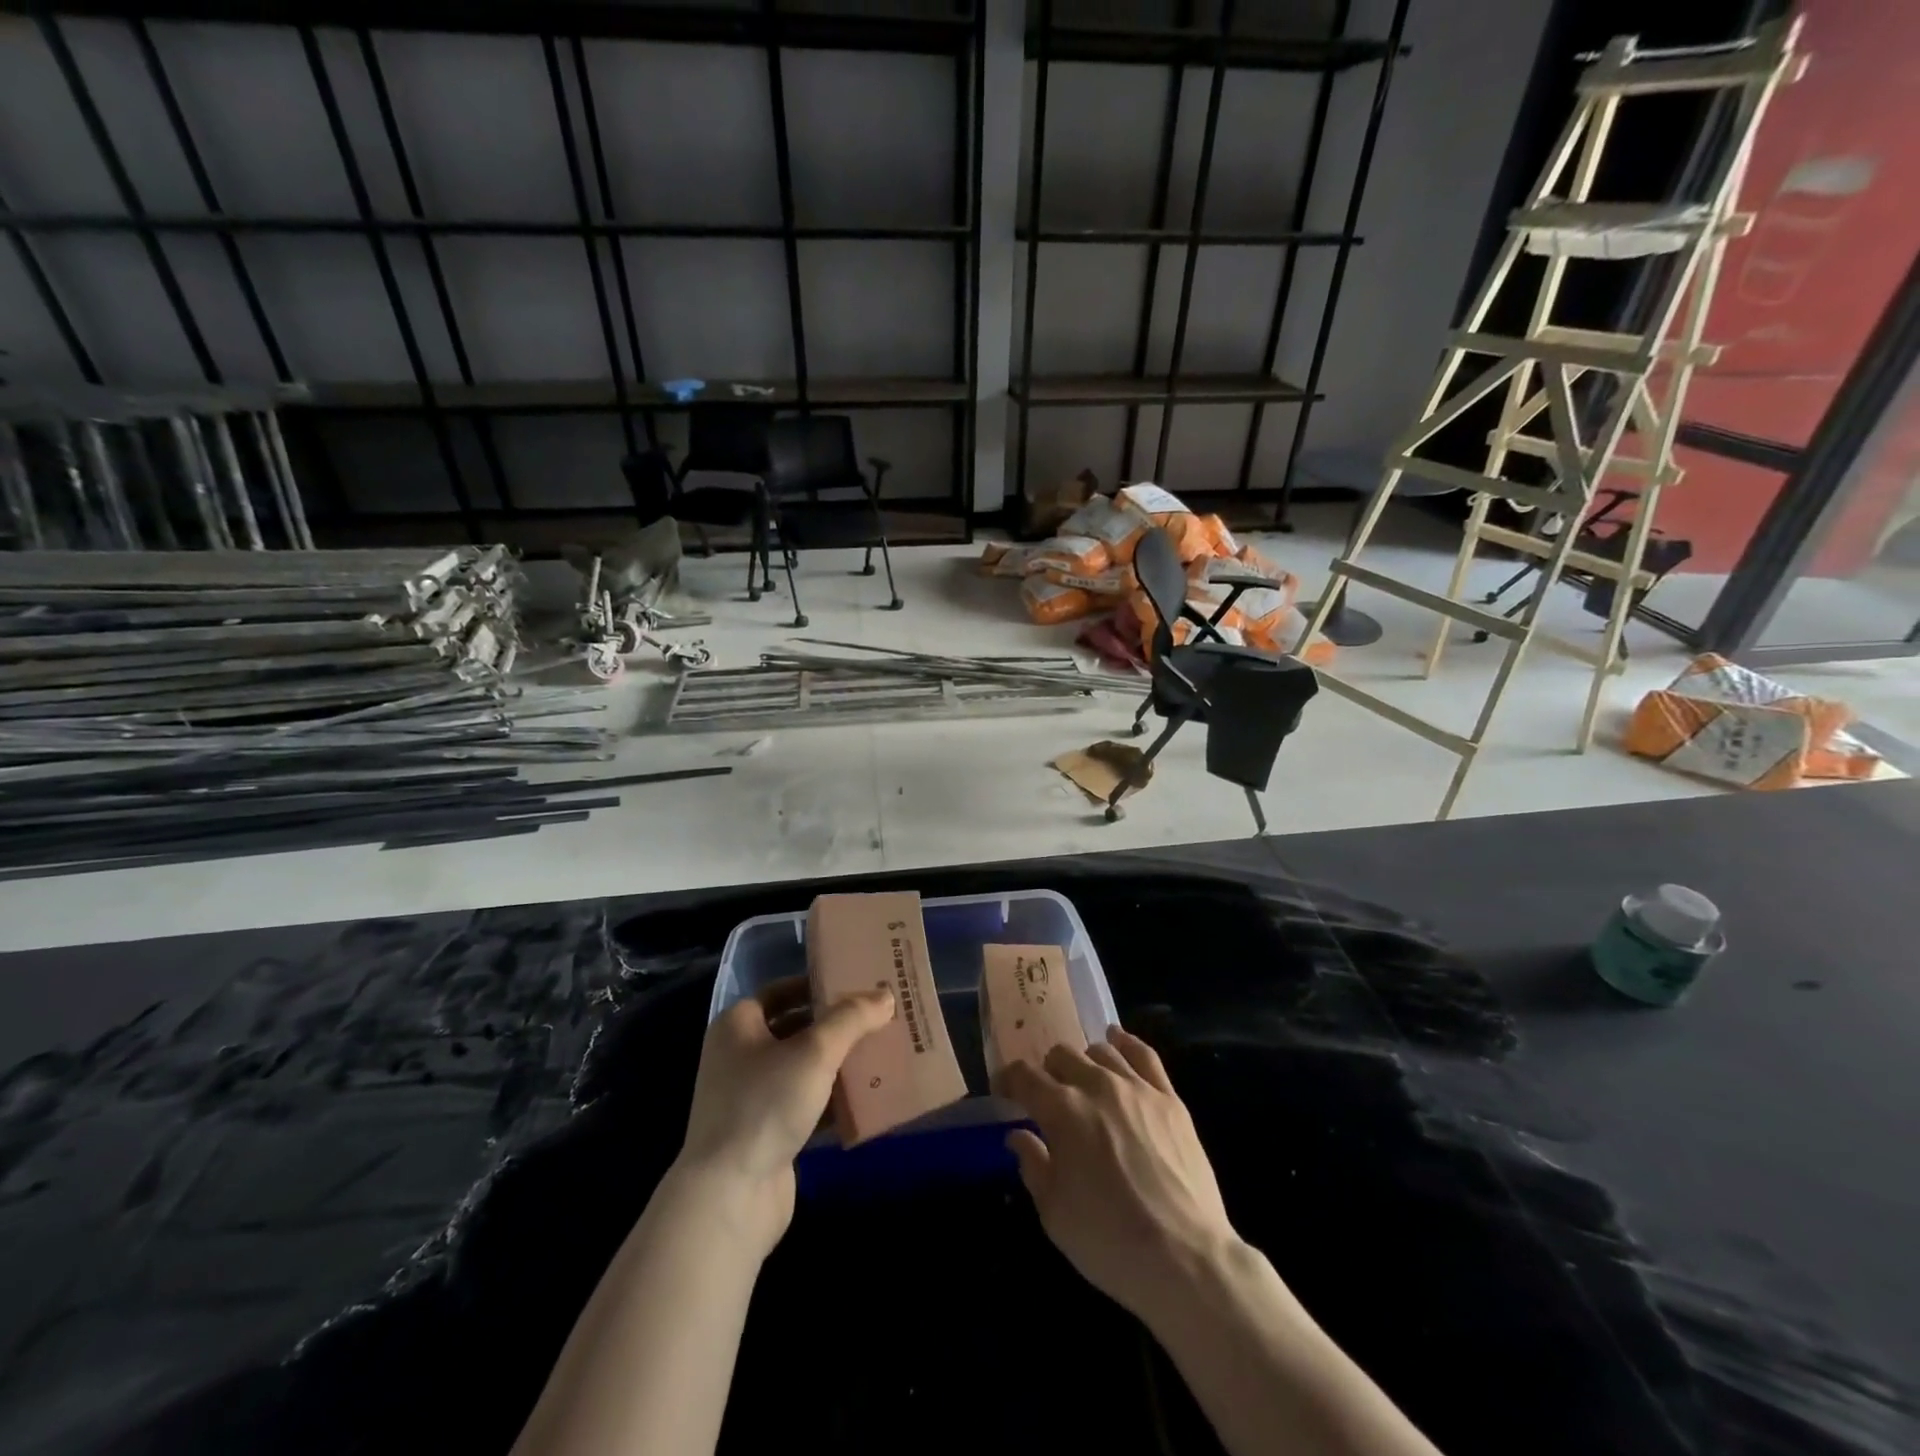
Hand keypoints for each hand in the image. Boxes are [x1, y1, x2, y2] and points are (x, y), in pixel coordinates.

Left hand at [677, 983, 894, 1258]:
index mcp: (738, 1026)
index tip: (856, 983)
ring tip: (883, 1052)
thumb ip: (852, 1019)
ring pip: (804, 1069)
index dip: (817, 984)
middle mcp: (740, 1057)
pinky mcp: (767, 1135)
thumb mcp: (814, 1051)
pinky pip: (807, 1105)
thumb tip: (885, 995)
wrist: (729, 1197)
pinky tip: (869, 1098)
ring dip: (839, 1063)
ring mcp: (752, 1099)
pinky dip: (834, 1101)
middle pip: (795, 1029)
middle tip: (878, 1017)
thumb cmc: (765, 1105)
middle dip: (836, 1025)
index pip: (781, 991)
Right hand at [996, 1030, 1237, 1321]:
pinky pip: (1145, 1055)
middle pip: (1062, 1055)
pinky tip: (1117, 1040)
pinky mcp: (1169, 1099)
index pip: (1025, 1076)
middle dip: (1048, 1071)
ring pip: (1101, 1051)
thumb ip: (1033, 1165)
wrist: (1185, 1258)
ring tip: (1084, 1082)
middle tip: (1048, 1097)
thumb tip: (1018, 1135)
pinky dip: (1126, 1043)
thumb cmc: (1109, 1241)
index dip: (1009, 1079)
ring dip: (1084, 1062)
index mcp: (1062, 1110)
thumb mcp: (1054, 1214)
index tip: (1005, 1091)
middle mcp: (1097, 1086)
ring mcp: (1137, 1088)